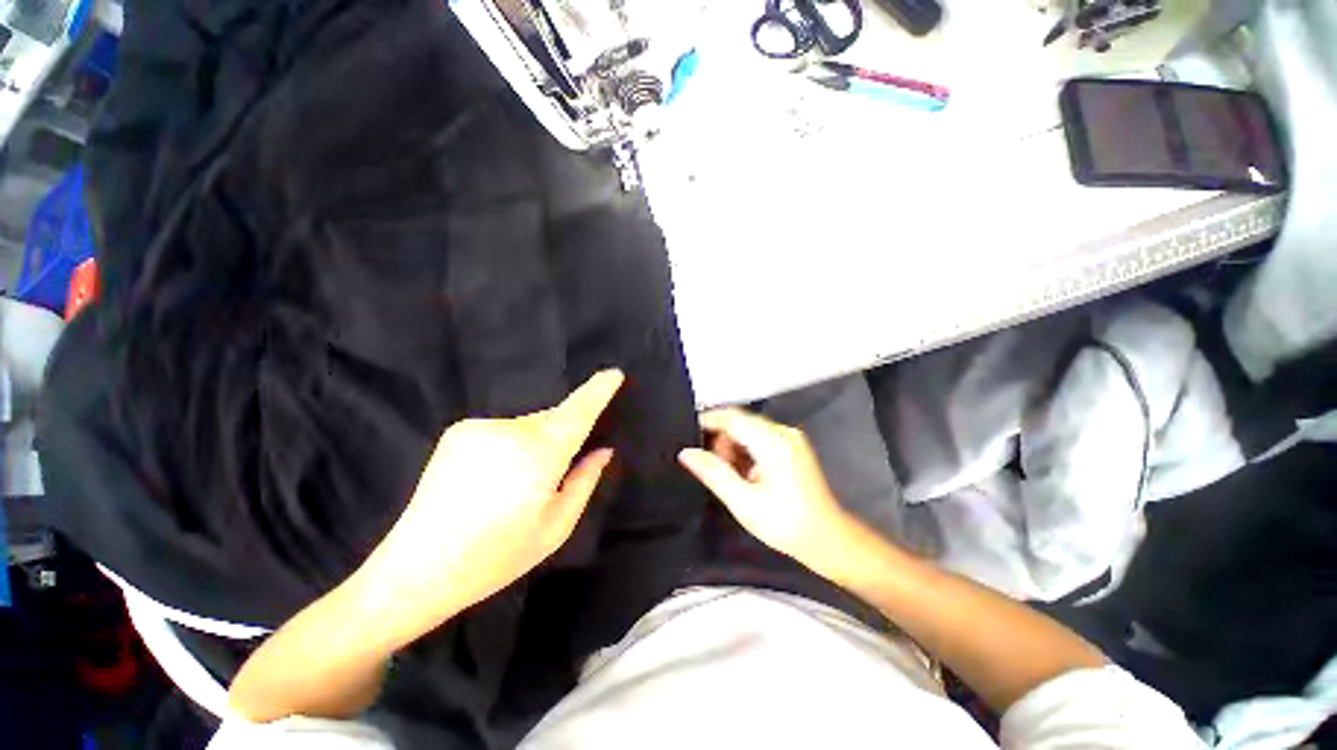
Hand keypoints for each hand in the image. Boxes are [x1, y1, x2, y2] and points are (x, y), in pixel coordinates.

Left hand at [350, 369, 623, 651]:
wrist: (414, 571)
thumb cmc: (496, 557)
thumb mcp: (555, 528)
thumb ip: (584, 481)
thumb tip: (603, 450)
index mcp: (538, 455)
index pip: (577, 412)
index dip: (597, 391)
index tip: (613, 373)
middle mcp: (510, 430)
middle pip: (553, 418)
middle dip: (564, 433)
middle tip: (556, 472)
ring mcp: (479, 427)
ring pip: (529, 424)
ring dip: (536, 442)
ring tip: (517, 483)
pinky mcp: (458, 431)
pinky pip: (504, 429)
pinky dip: (512, 444)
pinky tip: (494, 477)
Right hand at [678, 408, 854, 572]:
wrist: (828, 539)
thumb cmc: (785, 523)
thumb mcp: (743, 502)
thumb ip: (713, 473)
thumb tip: (686, 453)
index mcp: (772, 442)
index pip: (732, 417)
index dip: (707, 421)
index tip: (687, 435)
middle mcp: (783, 432)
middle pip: (740, 421)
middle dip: (721, 439)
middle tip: (712, 467)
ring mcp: (790, 437)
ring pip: (749, 429)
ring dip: (733, 446)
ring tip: (730, 475)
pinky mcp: (793, 446)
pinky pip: (761, 437)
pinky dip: (747, 450)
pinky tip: (745, 473)